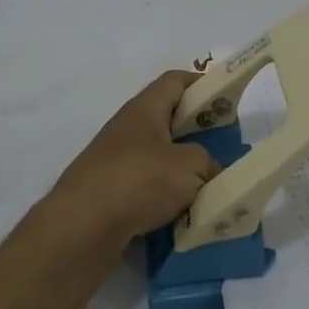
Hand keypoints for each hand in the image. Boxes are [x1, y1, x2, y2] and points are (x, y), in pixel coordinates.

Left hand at [45, 71, 222, 249]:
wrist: (82, 227)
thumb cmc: (139, 181)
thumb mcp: (190, 166)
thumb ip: (207, 163)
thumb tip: (208, 172)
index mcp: (144, 110)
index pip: (174, 81)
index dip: (202, 84)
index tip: (226, 98)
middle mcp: (126, 130)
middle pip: (167, 121)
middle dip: (196, 133)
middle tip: (223, 148)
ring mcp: (113, 162)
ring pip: (157, 158)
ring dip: (181, 171)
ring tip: (208, 187)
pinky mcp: (107, 194)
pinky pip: (145, 189)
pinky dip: (164, 198)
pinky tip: (182, 215)